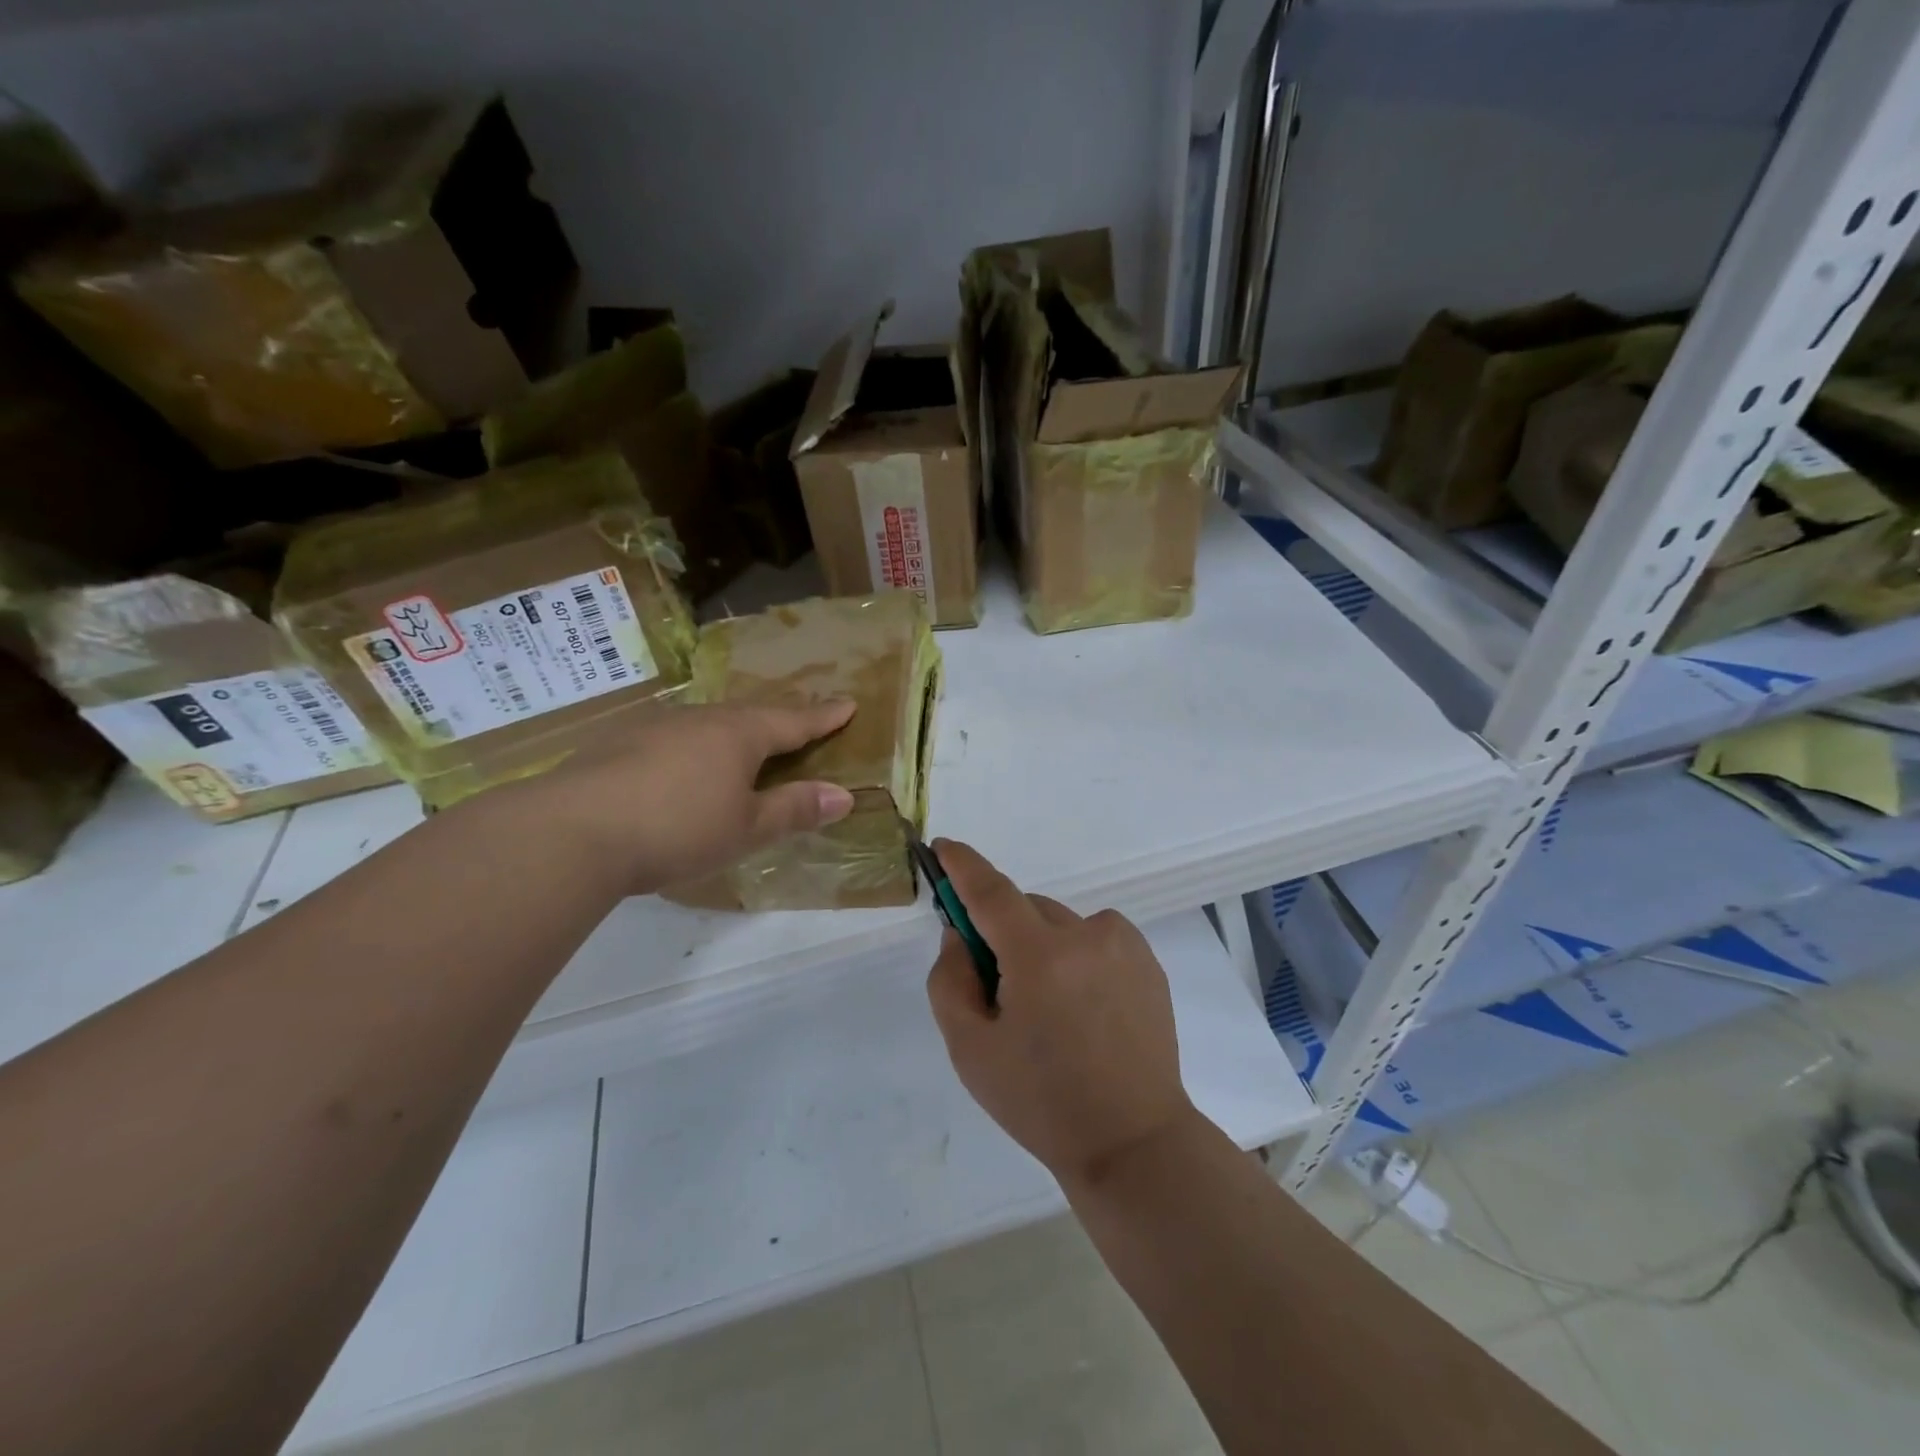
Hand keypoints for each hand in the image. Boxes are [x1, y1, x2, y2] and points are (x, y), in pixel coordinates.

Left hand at [486, 698, 857, 894]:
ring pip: (707, 724)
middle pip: (750, 715)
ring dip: (732, 734)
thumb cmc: (677, 828)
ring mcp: (654, 727)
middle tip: (797, 727)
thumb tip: (844, 796)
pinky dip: (692, 749)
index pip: (793, 721)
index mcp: (739, 734)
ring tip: (741, 748)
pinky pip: (672, 738)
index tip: (848, 703)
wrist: (572, 831)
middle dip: (778, 721)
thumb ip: (794, 809)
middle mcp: (700, 719)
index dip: (823, 717)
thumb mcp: (746, 828)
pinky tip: (680, 769)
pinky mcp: (617, 745)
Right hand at [925, 840, 1197, 1190]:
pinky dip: (1077, 954)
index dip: (963, 866)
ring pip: (1060, 923)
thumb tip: (961, 934)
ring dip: (1042, 944)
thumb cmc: (1041, 1102)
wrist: (1133, 1142)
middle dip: (1003, 932)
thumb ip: (950, 980)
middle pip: (1025, 909)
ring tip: (1052, 1008)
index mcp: (1040, 956)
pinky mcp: (1147, 960)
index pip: (991, 892)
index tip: (943, 848)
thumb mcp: (970, 1049)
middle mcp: (1086, 935)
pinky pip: (1095, 936)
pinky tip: (1085, 1007)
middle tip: (999, 986)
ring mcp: (1123, 945)